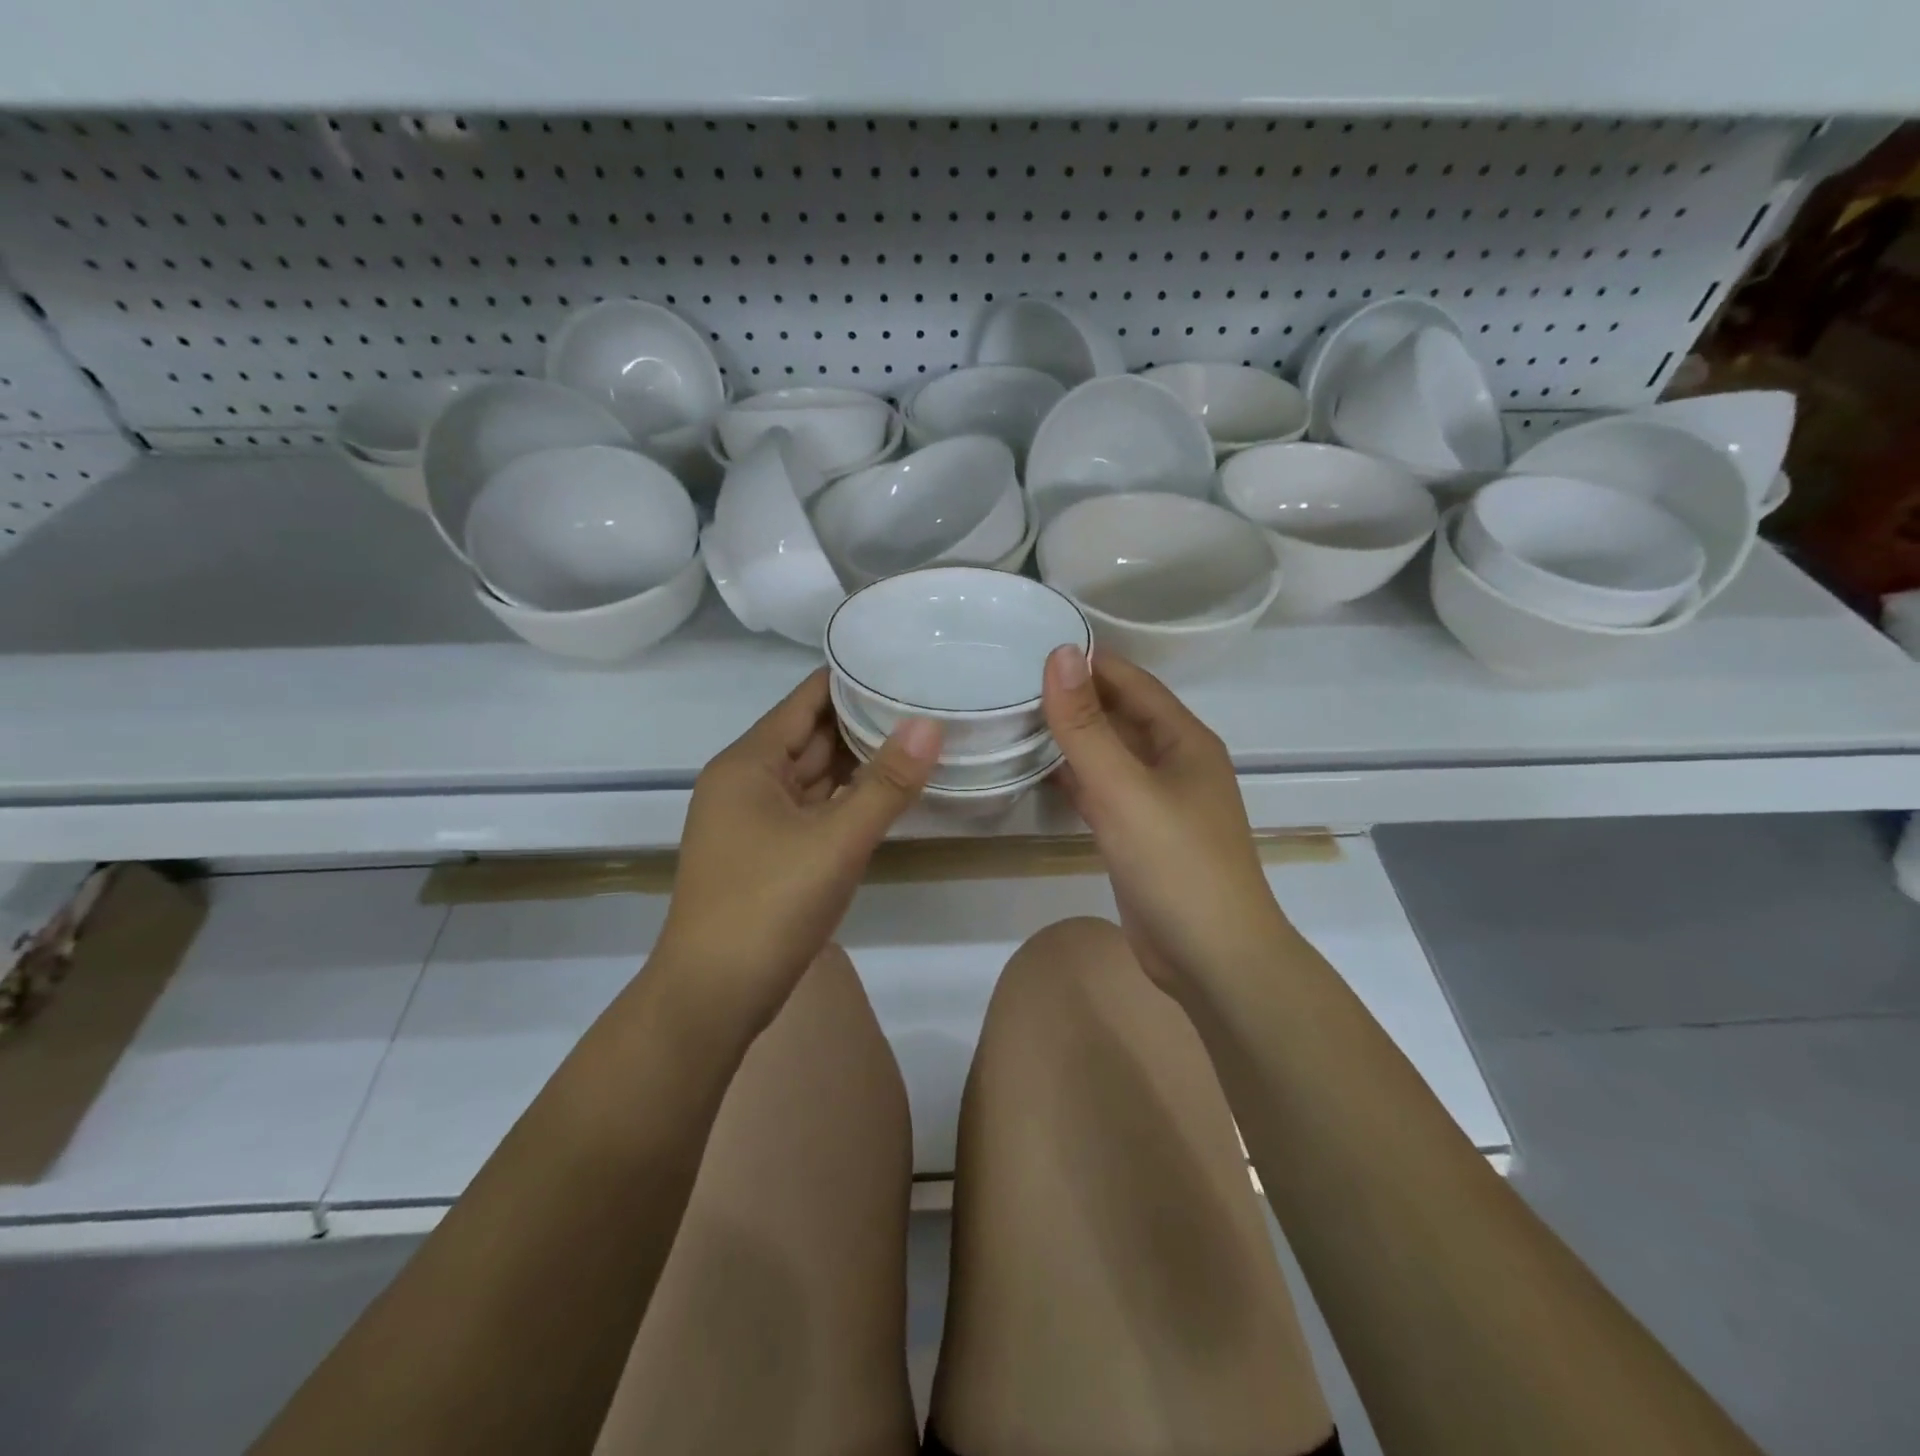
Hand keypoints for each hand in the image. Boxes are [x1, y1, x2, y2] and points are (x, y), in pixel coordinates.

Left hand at [653, 668, 940, 1033]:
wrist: (712, 997)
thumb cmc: (767, 906)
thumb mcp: (835, 841)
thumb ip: (886, 783)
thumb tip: (930, 723)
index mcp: (749, 763)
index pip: (806, 700)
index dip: (853, 680)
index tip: (905, 665)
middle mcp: (747, 782)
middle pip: (811, 736)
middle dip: (865, 721)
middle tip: (927, 701)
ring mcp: (755, 820)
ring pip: (814, 776)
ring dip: (859, 762)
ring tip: (918, 739)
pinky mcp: (768, 853)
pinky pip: (813, 810)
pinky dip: (846, 800)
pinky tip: (886, 794)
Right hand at [1043, 645, 1289, 995]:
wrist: (1211, 957)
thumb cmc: (1175, 863)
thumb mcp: (1124, 789)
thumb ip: (1087, 726)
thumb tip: (1060, 654)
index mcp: (1184, 740)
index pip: (1132, 682)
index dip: (1088, 662)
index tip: (1033, 645)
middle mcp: (1174, 763)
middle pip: (1120, 716)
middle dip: (1075, 698)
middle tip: (1012, 681)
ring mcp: (1158, 801)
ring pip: (1109, 755)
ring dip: (1072, 739)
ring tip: (1016, 717)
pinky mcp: (1140, 835)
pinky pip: (1104, 792)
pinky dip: (1075, 779)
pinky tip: (1038, 772)